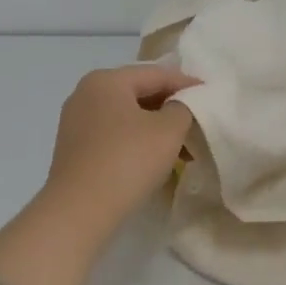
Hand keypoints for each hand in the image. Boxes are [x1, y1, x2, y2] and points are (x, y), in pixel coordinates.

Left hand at [0, 64, 196, 284]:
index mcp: (106, 80)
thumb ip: (183, 108)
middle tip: (199, 122)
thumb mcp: (168, 130)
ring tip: (183, 147)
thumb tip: (179, 105)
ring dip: (155, 128)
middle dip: (171, 108)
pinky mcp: (74, 149)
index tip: (211, 94)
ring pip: (126, 117)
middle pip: (138, 93)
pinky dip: (136, 141)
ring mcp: (76, 122)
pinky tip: (154, 160)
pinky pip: (113, 135)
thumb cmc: (127, 161)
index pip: (156, 74)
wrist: (79, 210)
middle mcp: (85, 94)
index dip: (187, 84)